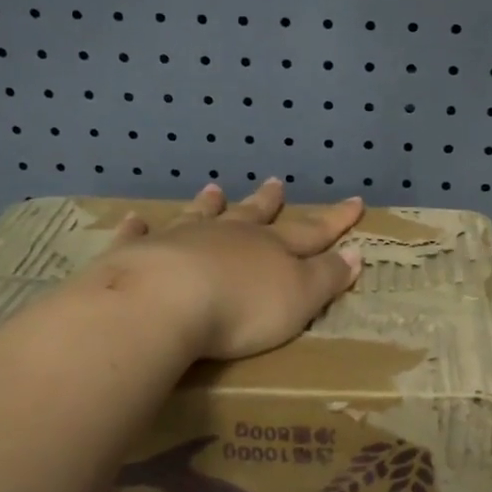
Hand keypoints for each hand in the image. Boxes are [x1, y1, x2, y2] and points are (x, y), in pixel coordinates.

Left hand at [89, 180, 365, 360]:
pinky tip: (136, 220)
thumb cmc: (242, 307)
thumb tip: (356, 253)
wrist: (166, 302)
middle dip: (268, 202)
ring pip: (201, 216)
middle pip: (253, 215)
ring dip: (210, 204)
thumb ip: (327, 276)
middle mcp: (229, 236)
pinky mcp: (140, 254)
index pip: (312, 230)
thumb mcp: (300, 298)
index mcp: (272, 248)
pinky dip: (140, 228)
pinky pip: (141, 236)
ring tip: (214, 189)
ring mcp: (183, 240)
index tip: (355, 201)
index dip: (335, 219)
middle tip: (275, 183)